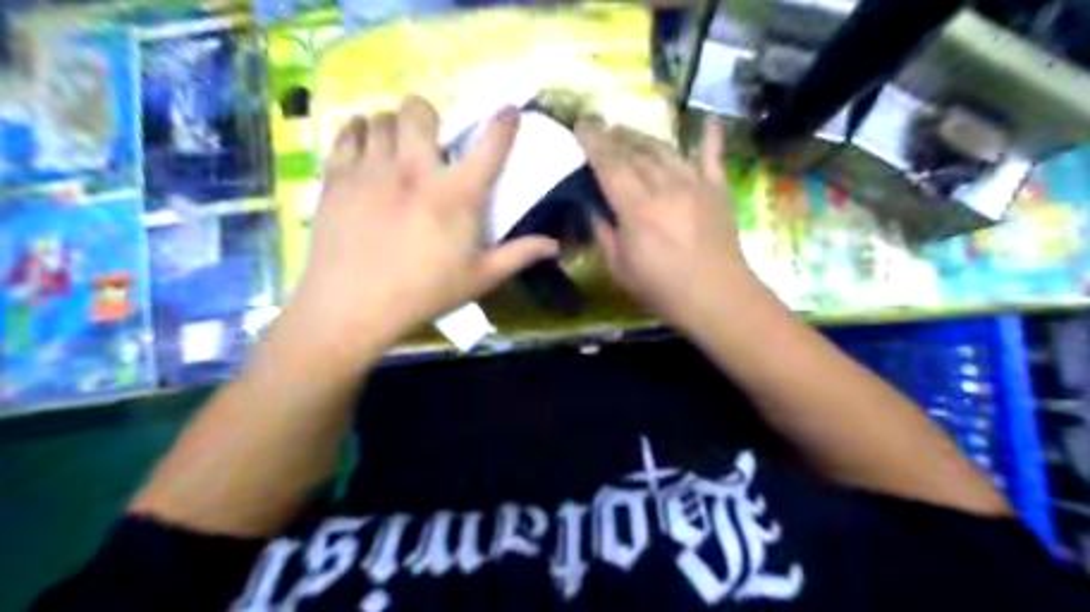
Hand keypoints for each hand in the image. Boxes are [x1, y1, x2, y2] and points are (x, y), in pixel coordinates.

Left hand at [279, 97, 557, 365]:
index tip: (508, 112)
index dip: (503, 124)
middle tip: (429, 141)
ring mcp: (372, 168)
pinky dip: (358, 132)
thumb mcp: (479, 278)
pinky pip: (346, 131)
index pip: (489, 146)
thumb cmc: (424, 293)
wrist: (352, 306)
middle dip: (428, 117)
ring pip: (380, 117)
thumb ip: (518, 255)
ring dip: (393, 127)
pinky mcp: (337, 175)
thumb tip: (554, 246)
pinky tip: (365, 149)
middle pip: (419, 109)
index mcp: (457, 195)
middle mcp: (415, 169)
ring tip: (396, 148)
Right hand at [579, 114, 758, 330]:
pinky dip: (710, 137)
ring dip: (643, 138)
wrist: (718, 297)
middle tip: (600, 128)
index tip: (581, 126)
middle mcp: (665, 188)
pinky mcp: (717, 189)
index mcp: (637, 210)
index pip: (610, 166)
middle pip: (635, 153)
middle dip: (614, 137)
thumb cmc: (663, 290)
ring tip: (627, 131)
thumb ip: (604, 233)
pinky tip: (708, 119)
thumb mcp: (620, 269)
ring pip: (664, 150)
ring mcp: (695, 184)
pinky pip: (712, 156)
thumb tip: (592, 207)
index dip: (593, 144)